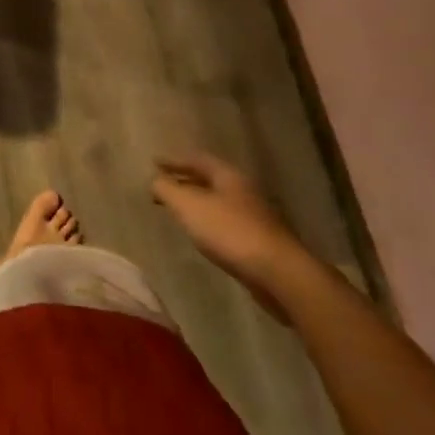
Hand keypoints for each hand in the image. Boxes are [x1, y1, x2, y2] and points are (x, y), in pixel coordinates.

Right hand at [152, 152, 305, 313]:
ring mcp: (256, 217)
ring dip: (198, 203)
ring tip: (180, 211)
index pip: (197, 159)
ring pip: (220, 202)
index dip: (174, 161)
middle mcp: (244, 190)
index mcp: (228, 175)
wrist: (280, 274)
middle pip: (210, 179)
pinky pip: (228, 223)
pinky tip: (204, 235)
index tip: (155, 163)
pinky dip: (210, 222)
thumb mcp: (188, 206)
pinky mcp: (262, 242)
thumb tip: (154, 180)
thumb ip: (167, 189)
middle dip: (185, 181)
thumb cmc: (230, 232)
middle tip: (164, 186)